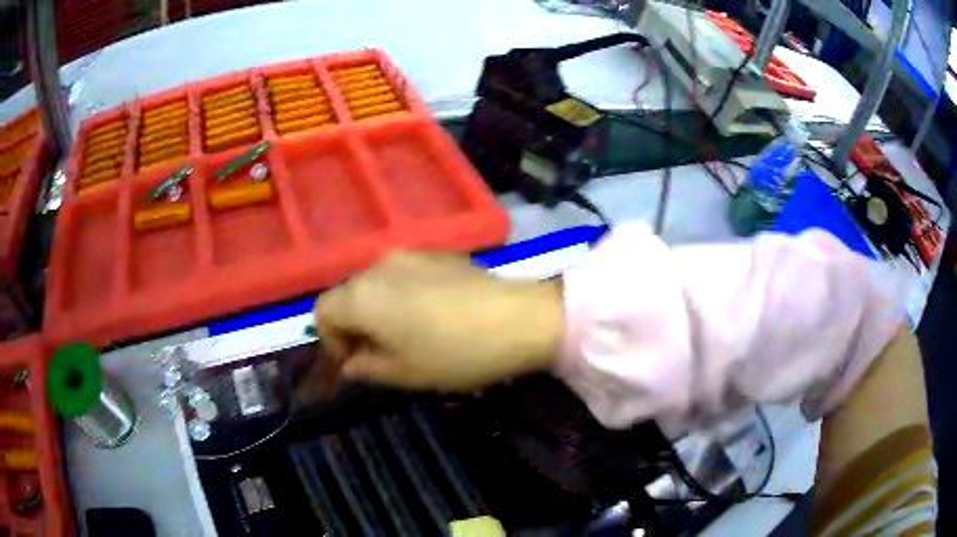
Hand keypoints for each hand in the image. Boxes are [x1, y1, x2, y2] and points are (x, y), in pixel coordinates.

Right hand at [315, 252, 563, 391]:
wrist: (519, 319)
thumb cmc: (454, 353)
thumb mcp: (405, 373)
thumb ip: (366, 368)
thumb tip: (351, 364)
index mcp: (362, 296)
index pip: (322, 312)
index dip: (330, 341)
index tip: (354, 364)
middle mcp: (378, 266)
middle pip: (348, 295)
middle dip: (354, 326)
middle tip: (378, 355)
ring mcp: (410, 254)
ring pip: (376, 284)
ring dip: (379, 310)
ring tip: (406, 335)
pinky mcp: (439, 253)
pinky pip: (404, 275)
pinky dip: (402, 296)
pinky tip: (432, 315)